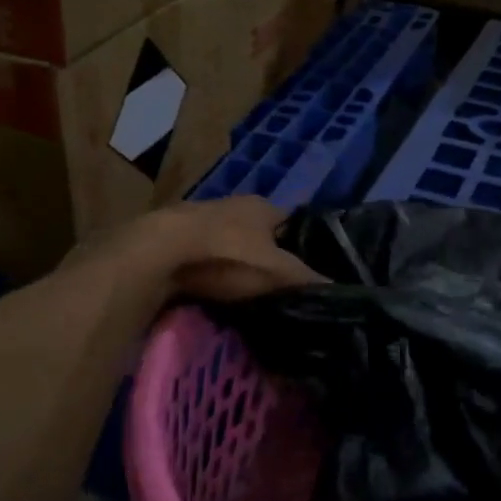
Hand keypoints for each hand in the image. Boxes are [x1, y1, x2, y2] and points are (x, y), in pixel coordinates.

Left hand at [139, 197, 324, 302]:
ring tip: (247, 295)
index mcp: (263, 206)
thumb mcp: (278, 272)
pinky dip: (210, 272)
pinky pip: (204, 257)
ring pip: (230, 244)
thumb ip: (308, 280)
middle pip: (261, 234)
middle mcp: (234, 204)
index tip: (309, 274)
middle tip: (279, 290)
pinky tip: (213, 292)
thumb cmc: (228, 255)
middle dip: (268, 258)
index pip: (294, 224)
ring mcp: (201, 219)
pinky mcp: (175, 239)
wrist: (160, 252)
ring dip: (236, 264)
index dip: (303, 247)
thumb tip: (340, 289)